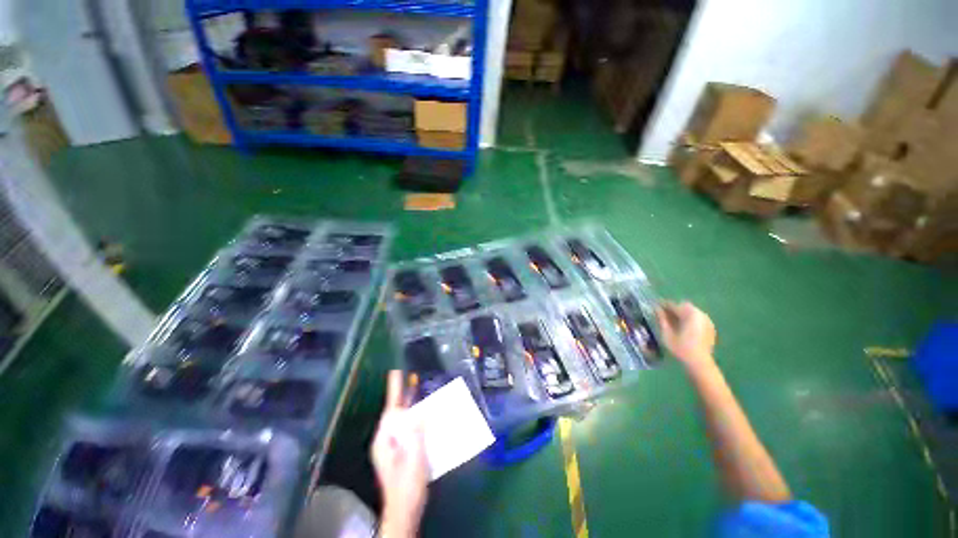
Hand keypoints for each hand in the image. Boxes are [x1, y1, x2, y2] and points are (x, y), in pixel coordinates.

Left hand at [371, 370, 428, 537]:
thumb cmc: (407, 485)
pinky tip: (426, 415)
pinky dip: (416, 419)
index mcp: (384, 440)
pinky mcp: (400, 452)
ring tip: (420, 391)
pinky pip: (408, 429)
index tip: (396, 371)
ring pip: (402, 420)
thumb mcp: (414, 457)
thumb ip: (416, 433)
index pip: (390, 409)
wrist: (405, 510)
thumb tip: (421, 411)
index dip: (394, 389)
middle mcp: (386, 440)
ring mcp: (393, 446)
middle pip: (396, 412)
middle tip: (413, 377)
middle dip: (404, 395)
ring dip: (412, 406)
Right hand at [657, 301, 716, 371]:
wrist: (699, 363)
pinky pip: (698, 318)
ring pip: (691, 311)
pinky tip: (683, 327)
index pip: (673, 305)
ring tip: (672, 321)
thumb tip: (656, 309)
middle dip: (673, 308)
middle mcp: (700, 314)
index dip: (662, 305)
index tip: (654, 306)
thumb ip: (661, 319)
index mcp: (689, 314)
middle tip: (663, 314)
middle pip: (684, 306)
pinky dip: (689, 319)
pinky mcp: (710, 328)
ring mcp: (707, 321)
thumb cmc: (680, 348)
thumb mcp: (666, 333)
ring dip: (681, 314)